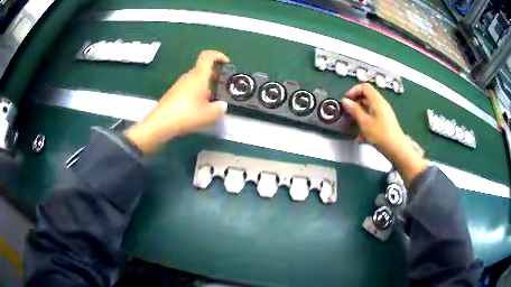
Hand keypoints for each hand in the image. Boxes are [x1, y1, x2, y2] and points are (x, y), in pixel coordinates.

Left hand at [126, 50, 228, 153]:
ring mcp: (180, 84)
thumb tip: (221, 105)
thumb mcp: (209, 115)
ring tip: (212, 101)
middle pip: (204, 68)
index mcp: (199, 76)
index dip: (219, 55)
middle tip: (223, 88)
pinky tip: (199, 107)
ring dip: (207, 86)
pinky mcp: (174, 92)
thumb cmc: (187, 115)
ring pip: (197, 79)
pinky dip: (198, 92)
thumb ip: (220, 108)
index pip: (208, 56)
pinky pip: (190, 87)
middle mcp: (189, 76)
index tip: (226, 64)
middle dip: (215, 75)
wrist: (161, 123)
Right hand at [341, 83, 427, 184]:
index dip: (353, 91)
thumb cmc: (380, 135)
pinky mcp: (385, 121)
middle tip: (348, 111)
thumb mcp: (365, 122)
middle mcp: (381, 103)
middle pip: (367, 95)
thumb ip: (354, 110)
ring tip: (353, 122)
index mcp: (376, 100)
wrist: (397, 149)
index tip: (346, 101)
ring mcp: (384, 112)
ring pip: (370, 106)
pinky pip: (373, 115)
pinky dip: (366, 120)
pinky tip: (361, 136)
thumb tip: (345, 101)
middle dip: (356, 101)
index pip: (364, 87)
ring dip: (360, 112)